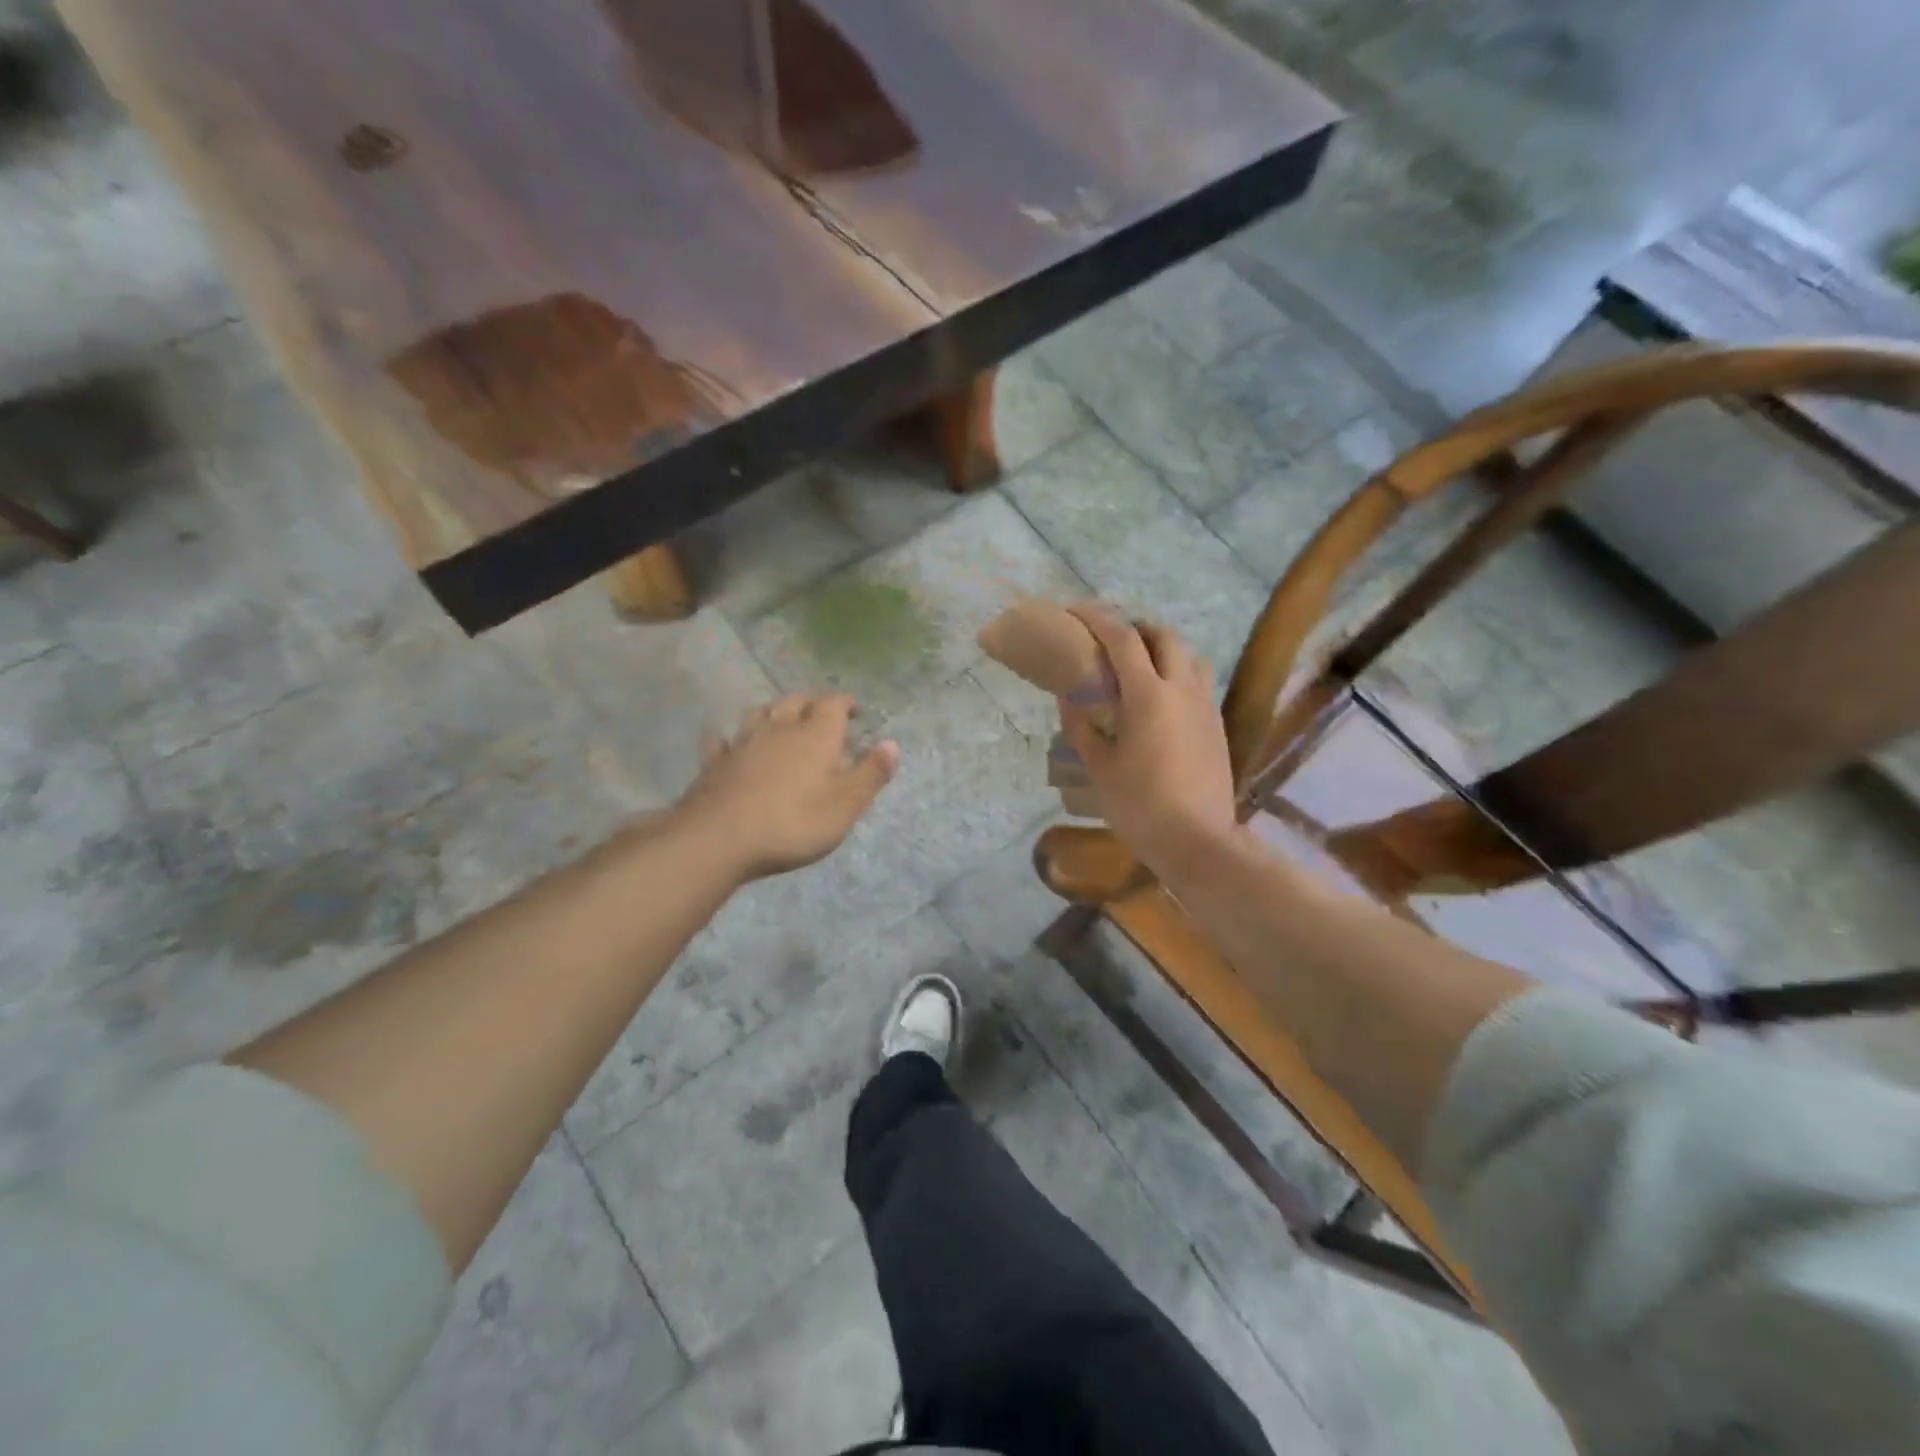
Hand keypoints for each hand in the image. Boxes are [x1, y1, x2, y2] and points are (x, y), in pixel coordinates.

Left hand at [675, 694, 898, 881]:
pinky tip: (730, 742)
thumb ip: (871, 773)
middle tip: (820, 714)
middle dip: (810, 704)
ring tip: (781, 721)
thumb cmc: (794, 822)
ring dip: (774, 712)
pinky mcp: (715, 762)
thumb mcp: (846, 805)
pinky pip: (724, 740)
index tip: (854, 708)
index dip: (845, 703)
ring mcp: (743, 742)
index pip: (833, 705)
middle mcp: (780, 728)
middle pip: (795, 702)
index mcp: (816, 735)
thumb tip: (892, 744)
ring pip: (760, 714)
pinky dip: (732, 738)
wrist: (720, 838)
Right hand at [1059, 605, 1237, 875]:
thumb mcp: (1100, 767)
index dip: (1097, 617)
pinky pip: (1198, 680)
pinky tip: (1161, 698)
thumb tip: (1069, 699)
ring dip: (1161, 647)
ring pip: (1188, 655)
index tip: (1075, 611)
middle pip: (1162, 635)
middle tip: (1108, 638)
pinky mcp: (1217, 724)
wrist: (1197, 840)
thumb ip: (1082, 728)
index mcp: (1148, 695)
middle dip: (1134, 626)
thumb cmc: (1140, 806)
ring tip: (1138, 664)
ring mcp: (1205, 705)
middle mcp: (1182, 689)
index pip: (1122, 638)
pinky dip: (1177, 672)